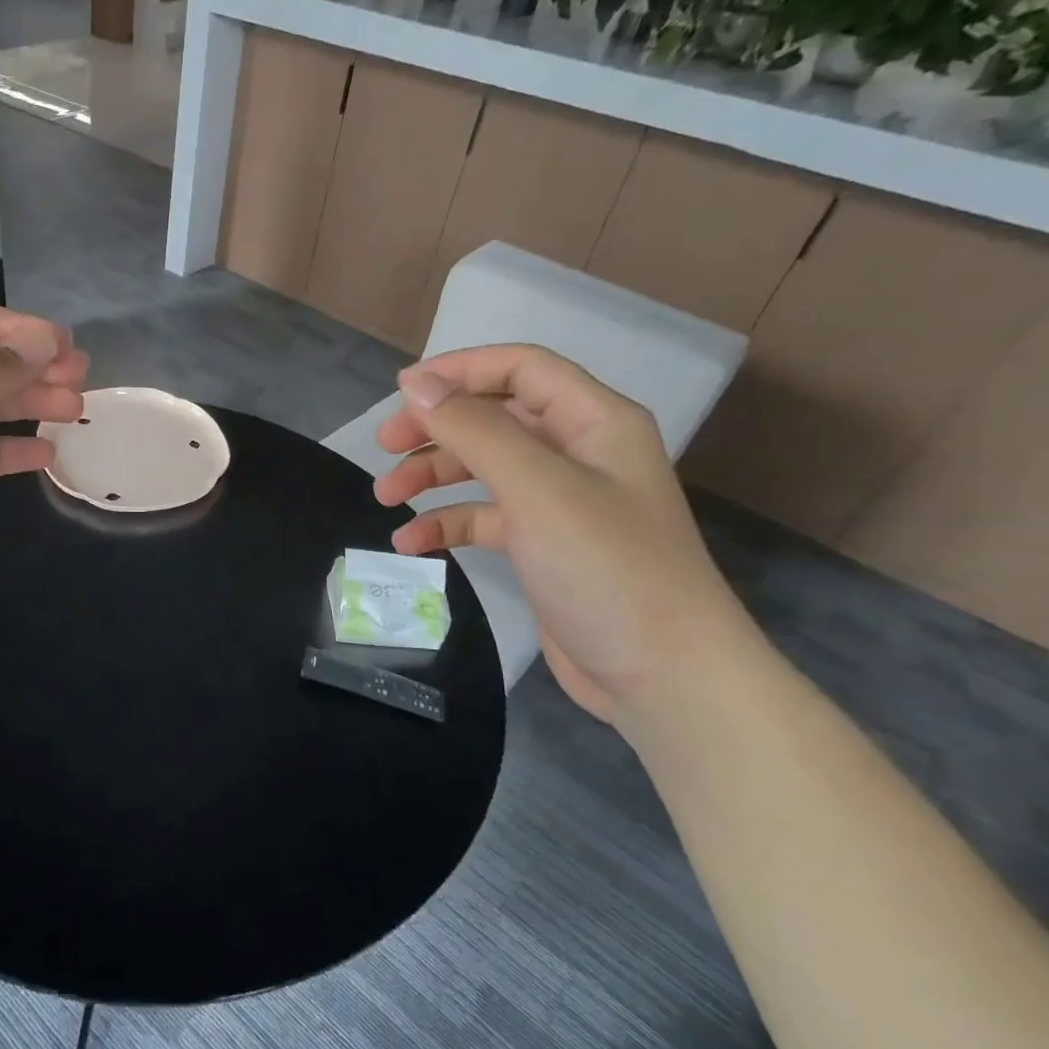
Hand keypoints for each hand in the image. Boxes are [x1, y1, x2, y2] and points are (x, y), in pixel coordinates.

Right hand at [372, 344, 758, 727]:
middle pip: (494, 417)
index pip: (521, 369)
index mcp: (595, 422)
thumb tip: (416, 384)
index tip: (401, 390)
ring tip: (385, 497)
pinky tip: (411, 542)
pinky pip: (484, 517)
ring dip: (432, 475)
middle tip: (385, 445)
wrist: (663, 678)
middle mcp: (578, 452)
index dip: (460, 369)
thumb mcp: (537, 489)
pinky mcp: (542, 546)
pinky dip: (446, 523)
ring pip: (483, 467)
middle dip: (437, 427)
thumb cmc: (607, 569)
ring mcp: (560, 502)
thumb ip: (474, 430)